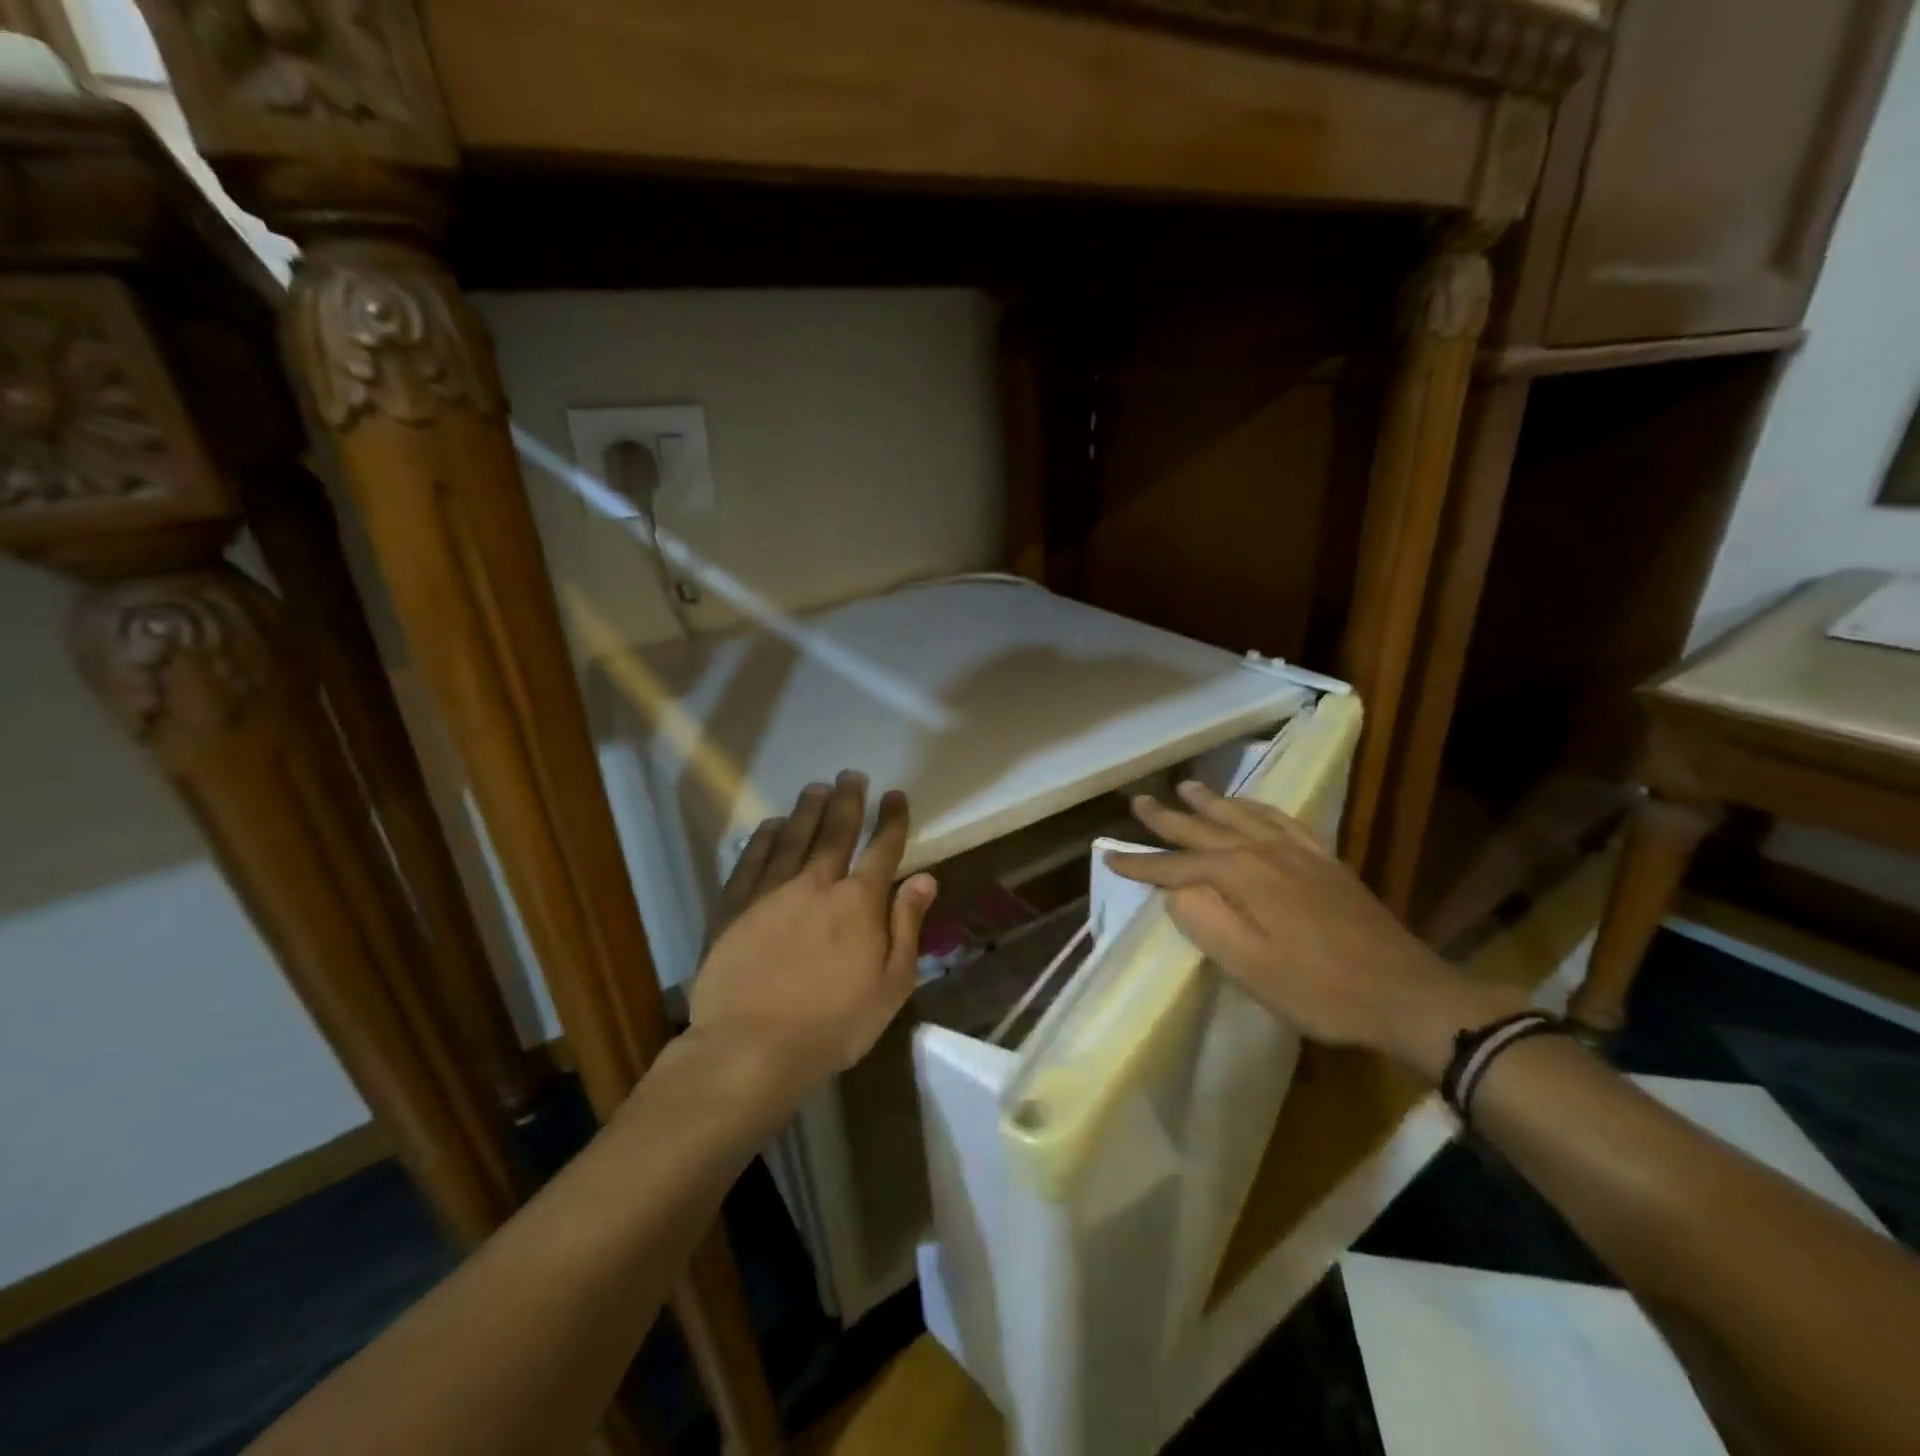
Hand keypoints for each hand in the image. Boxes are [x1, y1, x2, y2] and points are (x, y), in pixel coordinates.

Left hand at [690, 772, 936, 1097]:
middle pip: (835, 831)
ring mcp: (771, 891)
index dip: (892, 820)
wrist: (752, 1046)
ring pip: (793, 837)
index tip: (895, 795)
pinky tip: (769, 825)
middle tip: (852, 774)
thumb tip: (924, 878)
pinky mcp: (734, 906)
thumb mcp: (890, 985)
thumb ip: (906, 926)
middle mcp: (816, 884)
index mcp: (858, 903)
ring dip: (807, 809)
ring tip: (817, 788)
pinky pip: (751, 860)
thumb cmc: (833, 1024)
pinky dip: (763, 838)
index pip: (882, 849)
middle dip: (848, 801)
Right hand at [1108, 781, 1522, 1077]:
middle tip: (1139, 801)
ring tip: (1188, 787)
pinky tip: (1253, 809)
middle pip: (1206, 829)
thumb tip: (1176, 891)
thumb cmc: (1318, 989)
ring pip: (1243, 816)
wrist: (1405, 993)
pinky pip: (1282, 820)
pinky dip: (1258, 808)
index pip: (1176, 866)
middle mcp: (1265, 852)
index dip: (1141, 863)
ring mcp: (1299, 853)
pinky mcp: (1325, 862)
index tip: (1107, 855)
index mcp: (1241, 876)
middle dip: (1169, 818)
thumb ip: (1204, 921)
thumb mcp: (1249, 966)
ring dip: (1211, 802)